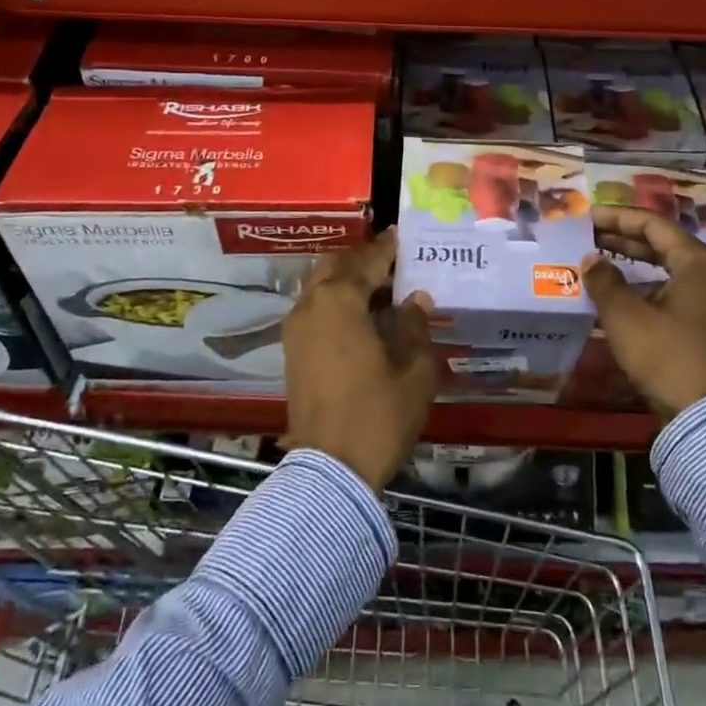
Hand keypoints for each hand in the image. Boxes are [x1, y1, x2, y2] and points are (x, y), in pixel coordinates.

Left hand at [281, 229, 437, 489]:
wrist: (331, 470)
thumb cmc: (379, 414)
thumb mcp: (414, 369)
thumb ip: (414, 326)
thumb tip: (414, 299)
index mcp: (340, 301)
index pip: (367, 261)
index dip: (386, 248)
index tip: (399, 235)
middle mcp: (311, 306)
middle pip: (334, 266)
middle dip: (361, 259)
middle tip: (390, 262)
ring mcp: (296, 330)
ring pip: (319, 287)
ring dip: (345, 281)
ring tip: (378, 289)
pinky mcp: (292, 353)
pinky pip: (314, 310)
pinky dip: (334, 302)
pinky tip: (359, 317)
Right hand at [580, 206, 705, 418]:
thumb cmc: (669, 356)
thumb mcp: (626, 317)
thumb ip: (605, 282)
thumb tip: (591, 260)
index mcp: (698, 263)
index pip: (653, 225)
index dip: (618, 218)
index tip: (588, 217)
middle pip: (665, 246)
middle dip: (625, 241)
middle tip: (591, 239)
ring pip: (671, 273)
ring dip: (636, 268)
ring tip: (602, 268)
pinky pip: (678, 296)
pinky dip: (650, 291)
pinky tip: (625, 302)